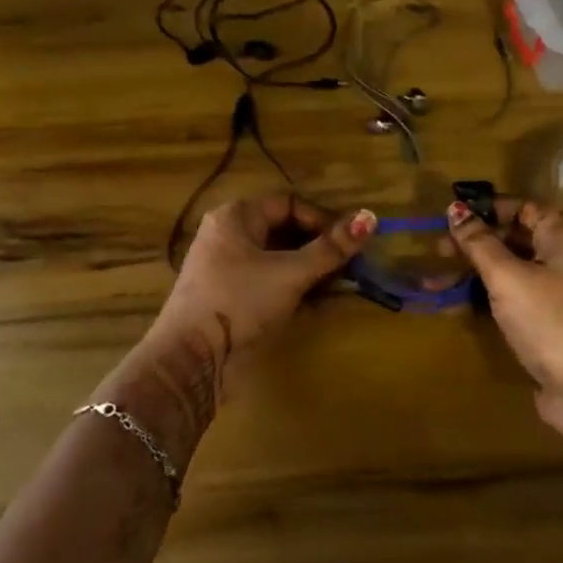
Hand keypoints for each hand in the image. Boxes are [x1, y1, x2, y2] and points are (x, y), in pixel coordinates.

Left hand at [163, 194, 374, 352]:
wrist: (192, 358)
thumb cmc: (240, 302)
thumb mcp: (290, 273)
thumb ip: (330, 248)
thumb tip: (370, 217)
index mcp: (236, 217)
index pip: (288, 203)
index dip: (322, 219)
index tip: (349, 242)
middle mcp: (230, 237)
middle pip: (284, 231)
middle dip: (320, 247)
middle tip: (351, 265)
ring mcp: (229, 269)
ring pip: (279, 259)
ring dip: (311, 270)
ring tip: (342, 285)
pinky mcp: (233, 299)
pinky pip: (271, 283)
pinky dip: (296, 289)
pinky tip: (321, 303)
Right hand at [446, 199, 562, 461]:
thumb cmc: (548, 318)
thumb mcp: (507, 276)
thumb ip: (478, 242)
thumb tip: (454, 208)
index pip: (522, 207)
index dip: (485, 209)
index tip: (449, 217)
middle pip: (515, 238)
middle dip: (474, 243)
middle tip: (437, 250)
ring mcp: (561, 291)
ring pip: (511, 270)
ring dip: (474, 272)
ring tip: (435, 281)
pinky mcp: (551, 320)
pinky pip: (514, 297)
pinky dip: (487, 296)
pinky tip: (456, 302)